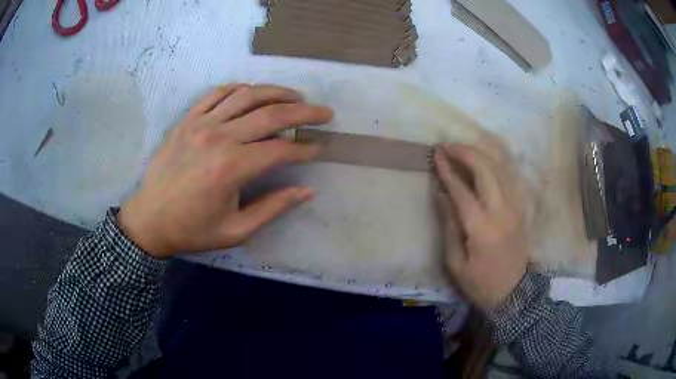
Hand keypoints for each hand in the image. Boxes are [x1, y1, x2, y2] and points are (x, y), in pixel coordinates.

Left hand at [118, 84, 333, 258]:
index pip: (281, 149)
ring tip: (295, 97)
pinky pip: (218, 94)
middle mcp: (219, 137)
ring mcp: (201, 123)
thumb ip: (272, 208)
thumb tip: (306, 191)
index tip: (318, 149)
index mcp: (232, 168)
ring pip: (247, 95)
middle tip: (324, 113)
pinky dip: (239, 89)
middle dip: (304, 112)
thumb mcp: (235, 230)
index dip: (304, 148)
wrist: (149, 220)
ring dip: (276, 92)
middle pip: (271, 114)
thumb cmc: (192, 230)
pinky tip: (252, 93)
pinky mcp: (188, 119)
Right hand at [433, 144, 527, 312]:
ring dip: (481, 153)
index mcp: (482, 229)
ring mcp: (516, 207)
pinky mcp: (522, 208)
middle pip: (486, 169)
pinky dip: (496, 163)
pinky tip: (485, 160)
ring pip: (501, 168)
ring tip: (463, 149)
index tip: (436, 155)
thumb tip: (441, 194)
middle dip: (465, 152)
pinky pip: (510, 176)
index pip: (462, 190)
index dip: (447, 170)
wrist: (514, 292)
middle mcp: (502, 211)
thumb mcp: (455, 263)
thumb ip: (448, 225)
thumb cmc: (480, 283)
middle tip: (447, 146)